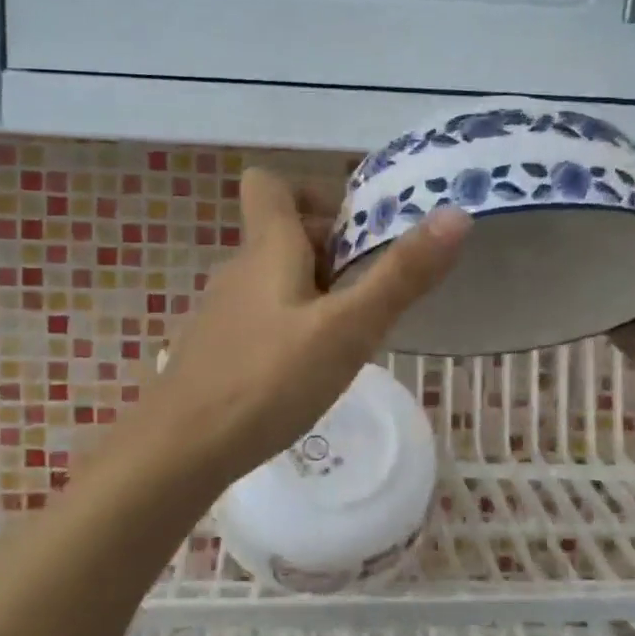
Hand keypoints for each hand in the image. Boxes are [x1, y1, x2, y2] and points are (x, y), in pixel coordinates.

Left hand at [133, 167, 469, 484]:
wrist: (178, 452)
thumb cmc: (267, 380)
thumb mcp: (348, 329)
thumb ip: (401, 275)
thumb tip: (456, 214)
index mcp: (266, 247)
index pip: (269, 183)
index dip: (313, 192)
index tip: (354, 230)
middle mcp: (238, 268)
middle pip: (283, 233)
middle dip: (331, 251)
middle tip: (370, 293)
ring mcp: (221, 311)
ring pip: (275, 279)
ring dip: (315, 292)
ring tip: (349, 336)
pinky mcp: (215, 349)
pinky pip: (261, 316)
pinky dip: (291, 326)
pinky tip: (307, 371)